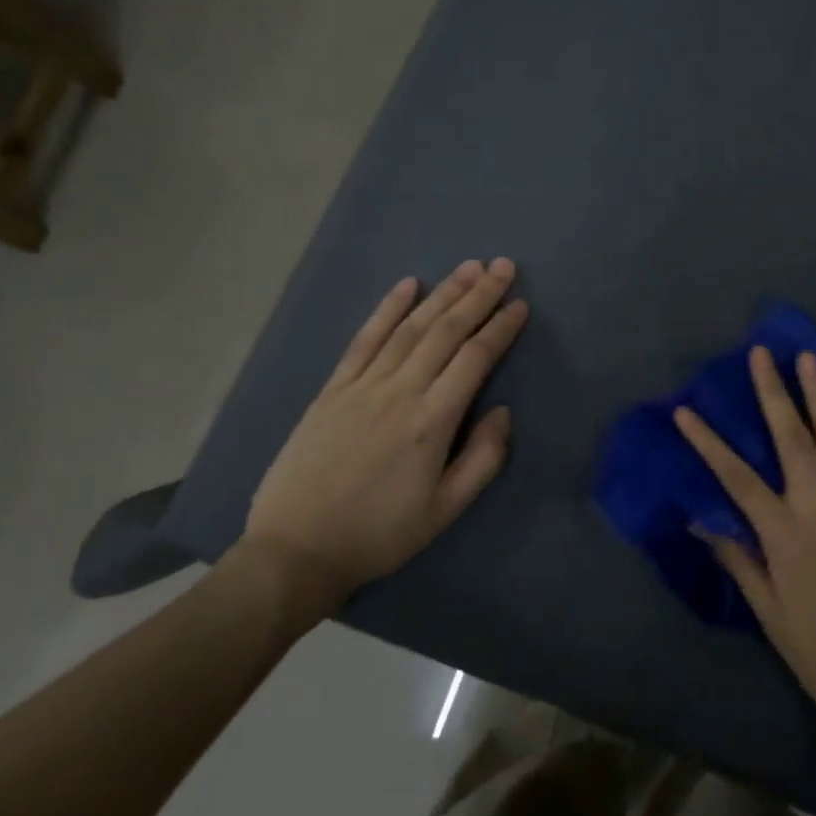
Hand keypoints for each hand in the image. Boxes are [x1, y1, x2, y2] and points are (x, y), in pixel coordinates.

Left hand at [241, 259, 528, 610]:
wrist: (296, 550)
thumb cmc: (379, 534)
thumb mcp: (444, 512)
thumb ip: (482, 460)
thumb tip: (502, 412)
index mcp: (432, 422)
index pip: (475, 359)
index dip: (500, 329)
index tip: (519, 305)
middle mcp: (399, 392)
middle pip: (446, 332)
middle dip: (478, 296)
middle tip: (502, 266)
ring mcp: (362, 386)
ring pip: (410, 328)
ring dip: (442, 294)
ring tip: (468, 267)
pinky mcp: (333, 389)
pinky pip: (364, 339)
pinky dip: (387, 309)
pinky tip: (407, 285)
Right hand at [675, 348, 815, 755]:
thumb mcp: (770, 613)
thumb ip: (739, 559)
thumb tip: (700, 519)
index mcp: (785, 535)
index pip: (736, 478)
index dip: (708, 443)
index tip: (686, 411)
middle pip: (792, 440)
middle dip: (773, 393)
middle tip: (761, 354)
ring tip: (809, 359)